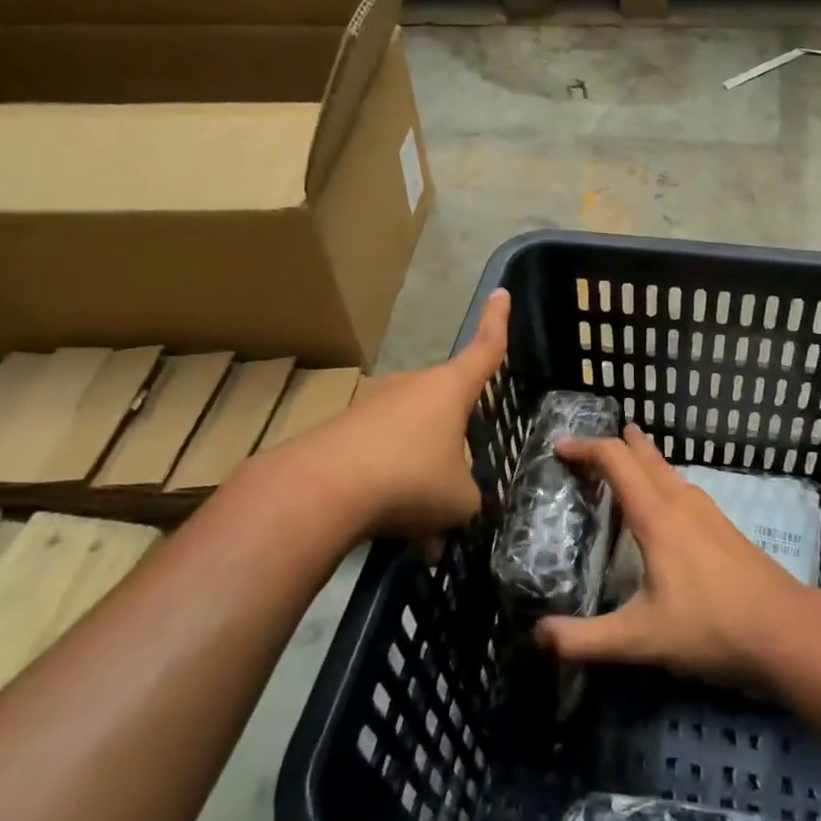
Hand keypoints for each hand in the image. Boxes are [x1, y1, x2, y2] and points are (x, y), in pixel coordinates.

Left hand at [250, 289, 509, 545]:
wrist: (320, 490)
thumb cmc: (410, 480)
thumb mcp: (459, 500)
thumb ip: (468, 498)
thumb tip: (456, 507)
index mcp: (449, 389)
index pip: (484, 349)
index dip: (496, 322)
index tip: (500, 292)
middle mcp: (411, 387)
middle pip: (444, 408)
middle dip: (453, 445)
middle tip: (456, 491)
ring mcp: (373, 406)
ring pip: (411, 441)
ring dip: (420, 477)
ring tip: (421, 528)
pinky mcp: (341, 431)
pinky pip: (379, 459)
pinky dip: (388, 490)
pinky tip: (387, 529)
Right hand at [536, 425, 806, 685]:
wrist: (786, 631)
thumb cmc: (710, 627)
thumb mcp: (640, 639)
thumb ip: (586, 639)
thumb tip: (538, 635)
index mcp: (657, 517)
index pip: (615, 461)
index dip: (585, 448)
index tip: (560, 447)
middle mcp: (682, 503)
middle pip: (645, 455)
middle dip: (615, 444)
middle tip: (587, 446)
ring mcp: (709, 512)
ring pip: (668, 470)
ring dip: (642, 460)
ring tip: (624, 463)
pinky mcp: (725, 528)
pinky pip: (684, 488)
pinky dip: (662, 480)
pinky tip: (665, 506)